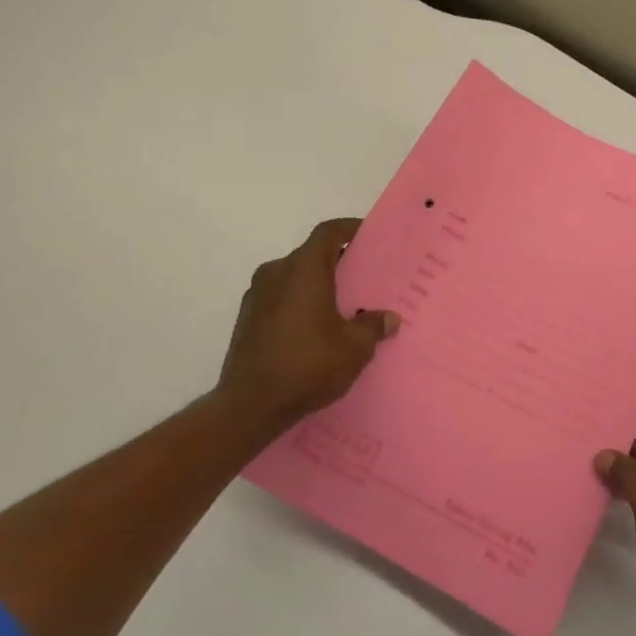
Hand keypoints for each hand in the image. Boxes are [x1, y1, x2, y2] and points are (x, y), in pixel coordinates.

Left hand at [215, 219, 398, 436]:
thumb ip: (373, 327)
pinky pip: (280, 299)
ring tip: (342, 307)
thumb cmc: (307, 365)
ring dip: (317, 285)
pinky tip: (316, 330)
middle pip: (311, 255)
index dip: (350, 229)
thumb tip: (388, 318)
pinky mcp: (246, 320)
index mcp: (304, 269)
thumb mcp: (354, 348)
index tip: (369, 235)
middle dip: (338, 262)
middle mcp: (276, 273)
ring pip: (294, 278)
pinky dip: (300, 304)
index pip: (328, 232)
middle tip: (364, 277)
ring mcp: (256, 296)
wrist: (249, 406)